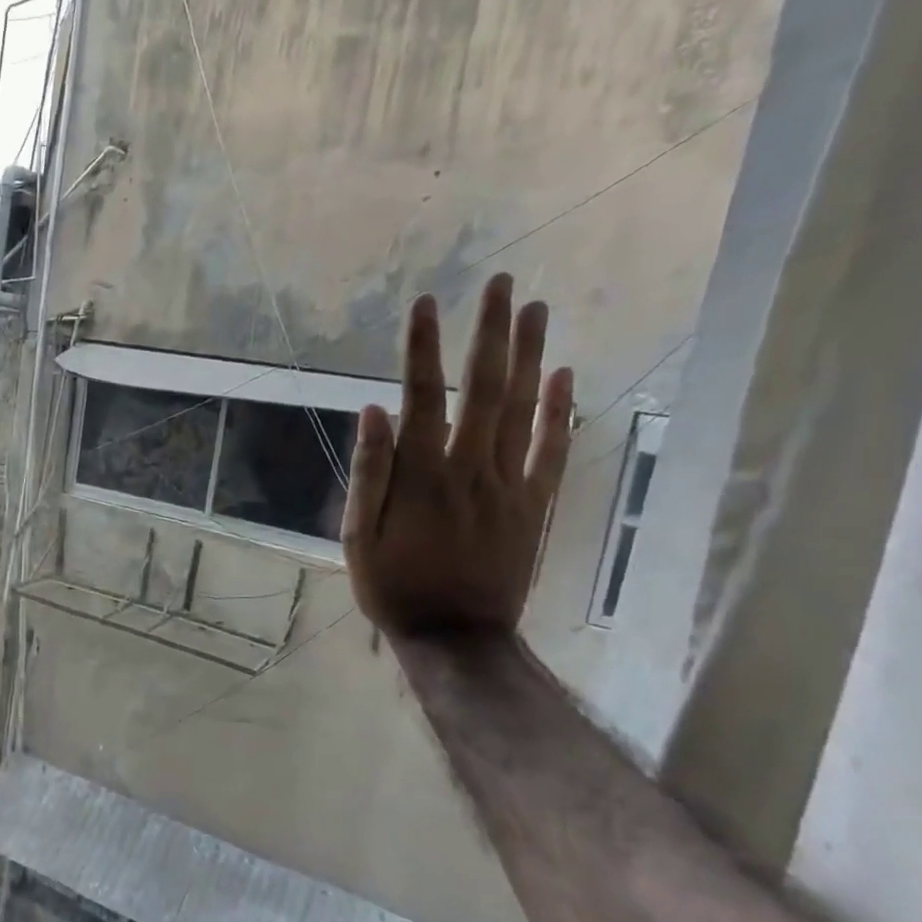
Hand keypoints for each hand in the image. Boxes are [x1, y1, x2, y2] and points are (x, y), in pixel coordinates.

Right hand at [341, 274, 573, 638]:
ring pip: (524, 409)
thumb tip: (374, 410)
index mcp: (420, 475)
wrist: (457, 638)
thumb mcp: (357, 536)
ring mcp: (510, 485)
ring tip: (536, 309)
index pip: (420, 396)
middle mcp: (469, 468)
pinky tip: (564, 375)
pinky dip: (561, 410)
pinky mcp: (535, 504)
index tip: (424, 303)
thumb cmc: (394, 586)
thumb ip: (369, 472)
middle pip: (483, 388)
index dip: (421, 348)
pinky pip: (553, 450)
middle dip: (491, 332)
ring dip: (530, 355)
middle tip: (501, 283)